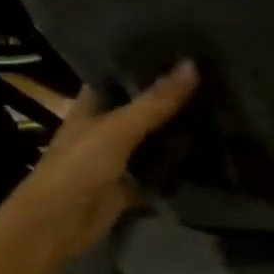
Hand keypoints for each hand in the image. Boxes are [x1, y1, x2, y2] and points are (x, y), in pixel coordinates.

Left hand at [0, 61, 198, 273]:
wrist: (54, 227)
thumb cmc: (77, 167)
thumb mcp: (118, 129)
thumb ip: (155, 101)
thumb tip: (193, 65)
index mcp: (93, 105)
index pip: (122, 74)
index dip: (147, 61)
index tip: (184, 46)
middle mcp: (105, 126)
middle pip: (143, 106)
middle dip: (171, 96)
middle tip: (214, 76)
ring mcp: (118, 157)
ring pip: (154, 138)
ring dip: (177, 130)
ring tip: (219, 107)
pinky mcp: (129, 185)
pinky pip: (159, 171)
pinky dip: (178, 166)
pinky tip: (208, 151)